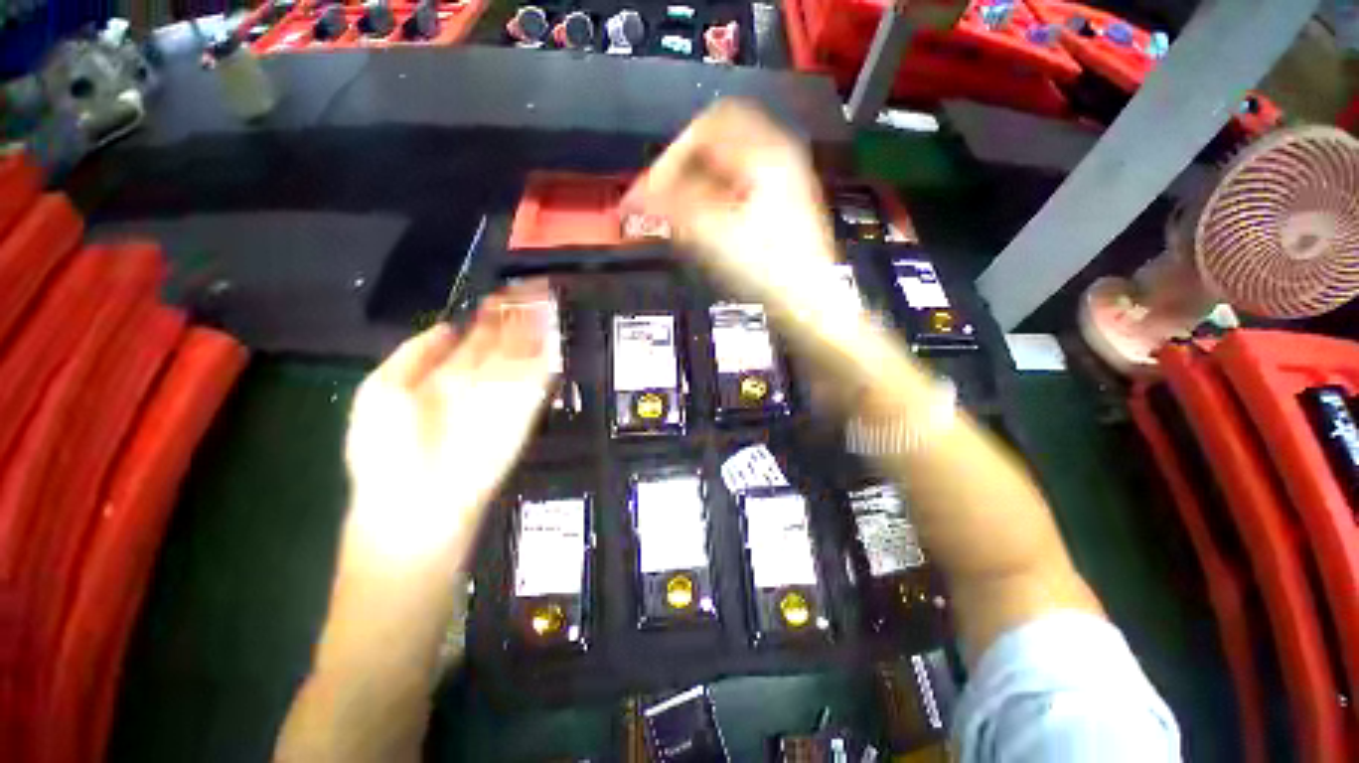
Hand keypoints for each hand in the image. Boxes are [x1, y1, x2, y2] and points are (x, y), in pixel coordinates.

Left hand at [343, 280, 555, 562]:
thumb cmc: (385, 454)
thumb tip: (448, 325)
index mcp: (445, 376)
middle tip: (535, 287)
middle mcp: (479, 382)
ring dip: (536, 330)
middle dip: (518, 315)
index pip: (476, 337)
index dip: (492, 313)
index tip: (506, 291)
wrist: (417, 511)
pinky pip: (537, 380)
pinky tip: (553, 334)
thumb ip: (415, 355)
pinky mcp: (522, 413)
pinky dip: (547, 357)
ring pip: (523, 355)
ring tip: (546, 300)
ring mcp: (502, 396)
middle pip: (504, 341)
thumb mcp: (381, 393)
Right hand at [623, 99, 838, 318]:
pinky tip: (705, 222)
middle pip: (718, 140)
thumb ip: (672, 205)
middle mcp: (777, 155)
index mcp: (766, 151)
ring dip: (697, 183)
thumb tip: (636, 195)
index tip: (652, 192)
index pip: (707, 127)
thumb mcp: (715, 234)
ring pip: (728, 164)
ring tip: (680, 215)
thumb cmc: (767, 269)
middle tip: (663, 200)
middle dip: (684, 167)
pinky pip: (738, 185)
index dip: (672, 155)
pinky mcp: (780, 205)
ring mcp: (782, 180)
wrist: (808, 304)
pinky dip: (714, 197)